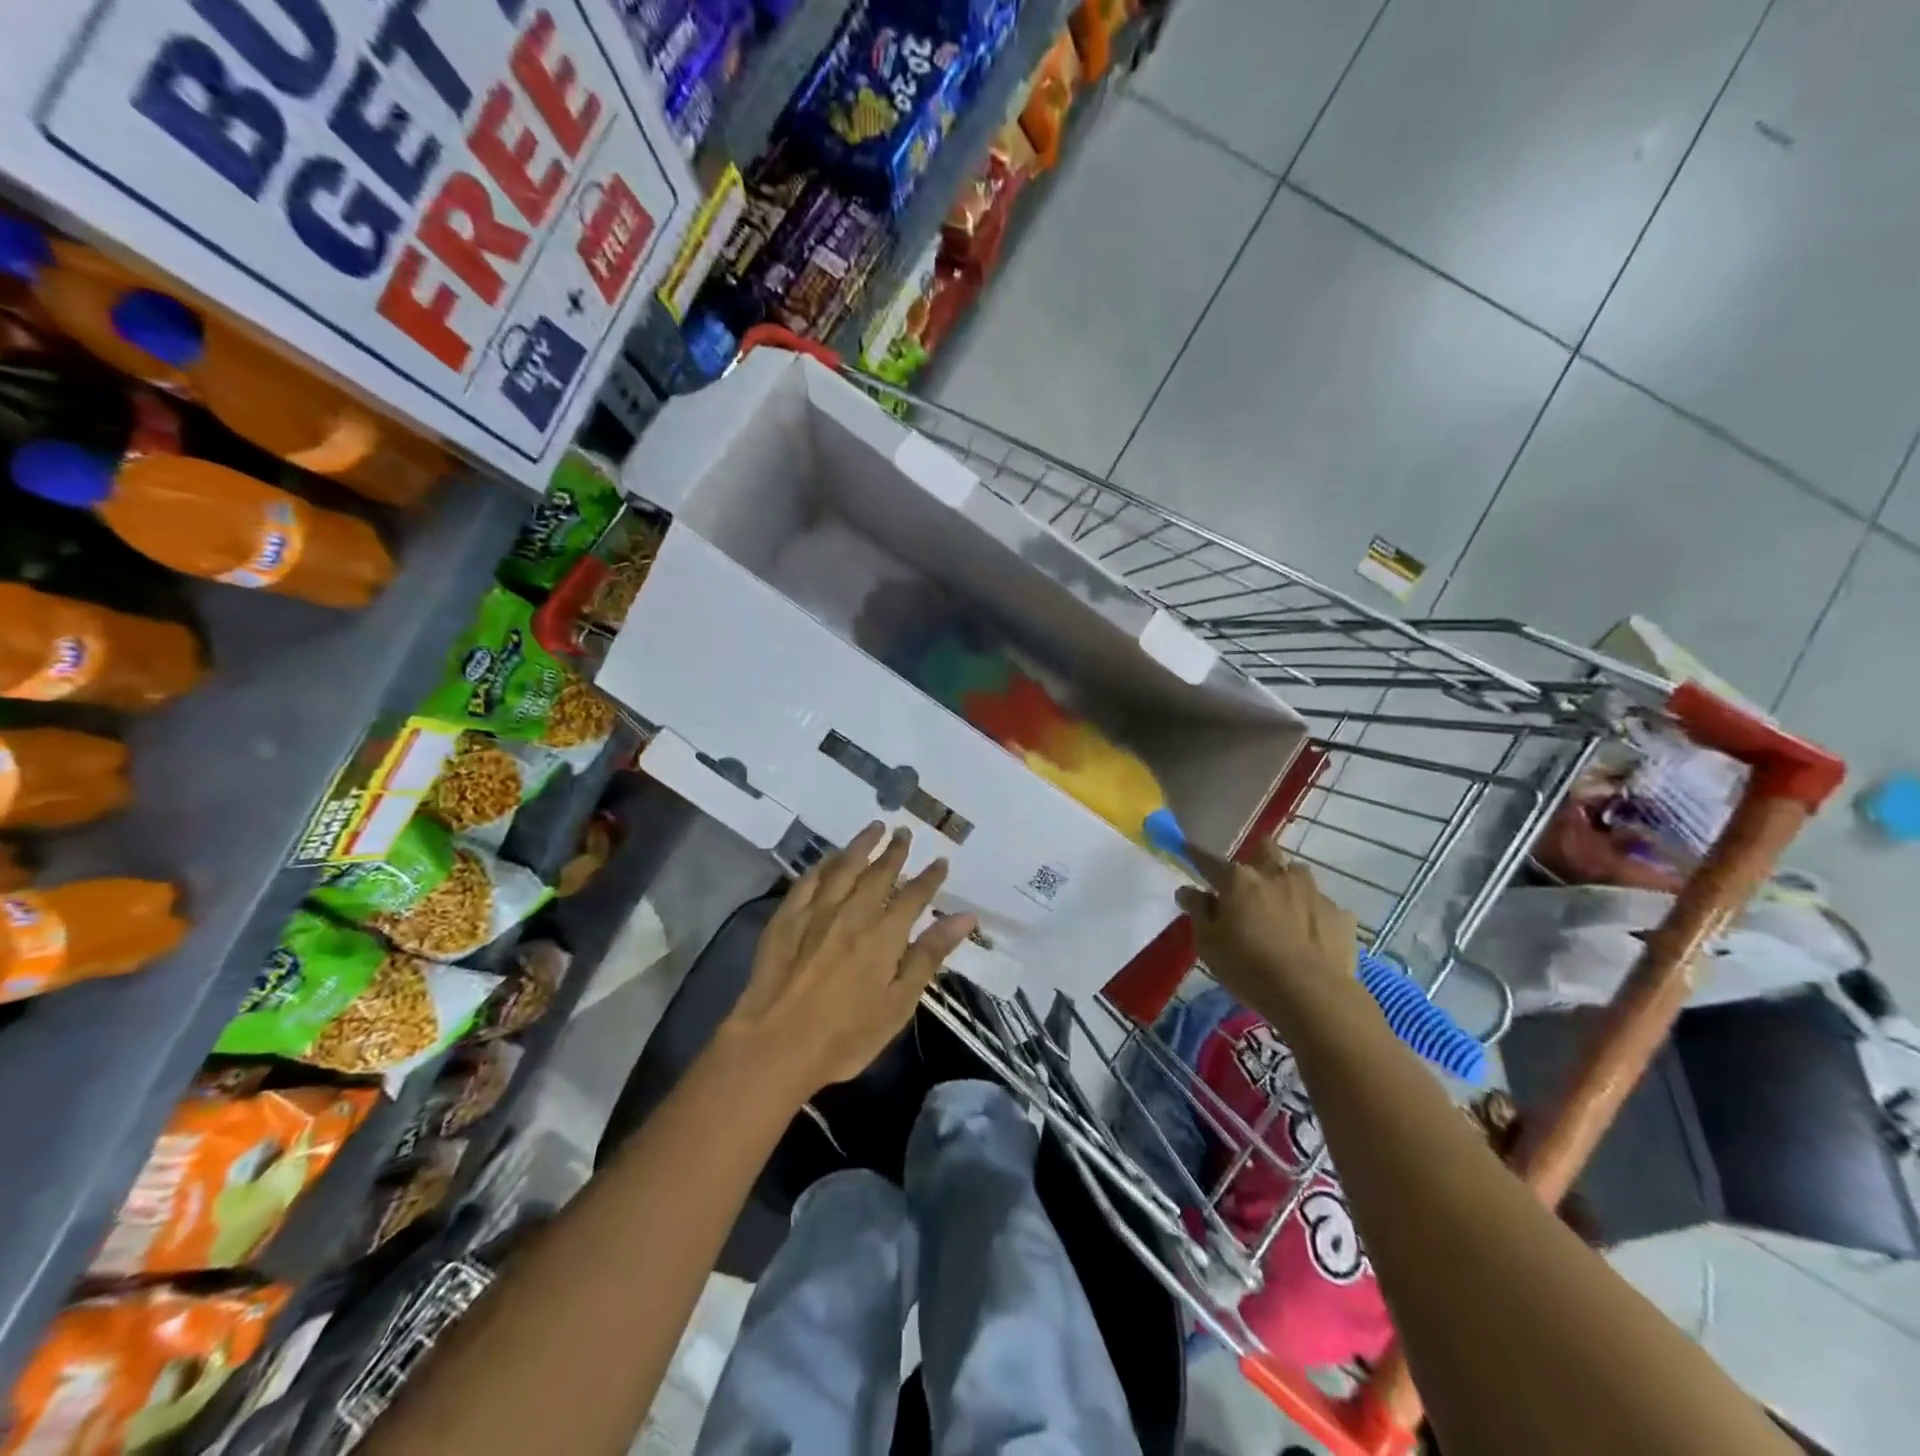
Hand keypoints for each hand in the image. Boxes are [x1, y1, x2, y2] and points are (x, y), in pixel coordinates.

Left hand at [725, 822, 976, 1097]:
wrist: (774, 1045)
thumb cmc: (845, 1035)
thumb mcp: (898, 1003)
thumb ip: (929, 955)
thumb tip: (965, 917)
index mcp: (884, 934)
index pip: (914, 896)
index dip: (929, 878)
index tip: (940, 862)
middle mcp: (852, 912)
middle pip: (878, 873)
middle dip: (895, 851)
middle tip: (905, 833)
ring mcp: (816, 912)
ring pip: (843, 867)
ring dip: (861, 846)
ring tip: (874, 828)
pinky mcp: (786, 918)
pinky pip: (808, 880)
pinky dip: (823, 865)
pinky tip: (830, 858)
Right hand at [1176, 840, 1357, 1024]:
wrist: (1315, 996)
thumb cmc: (1250, 968)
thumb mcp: (1209, 944)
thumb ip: (1198, 911)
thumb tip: (1188, 890)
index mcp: (1239, 880)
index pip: (1210, 861)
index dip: (1197, 855)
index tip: (1189, 850)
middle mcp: (1276, 875)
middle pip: (1264, 849)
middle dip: (1256, 857)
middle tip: (1249, 883)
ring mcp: (1313, 892)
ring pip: (1296, 874)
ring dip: (1286, 884)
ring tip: (1283, 909)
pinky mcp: (1340, 914)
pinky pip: (1321, 905)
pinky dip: (1311, 914)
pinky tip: (1309, 936)